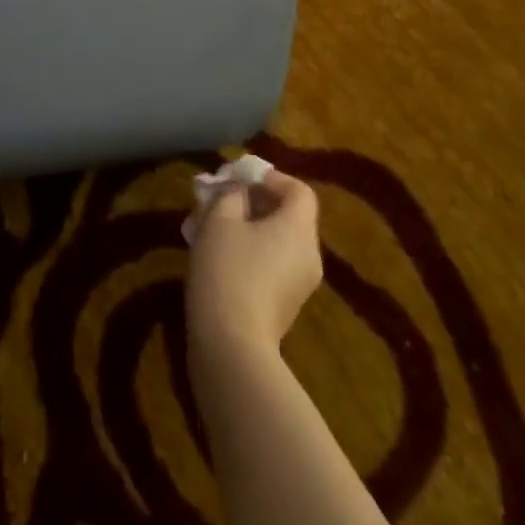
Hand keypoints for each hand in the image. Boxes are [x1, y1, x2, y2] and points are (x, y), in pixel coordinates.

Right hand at [186, 171, 323, 352]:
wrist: (231, 345)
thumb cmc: (226, 270)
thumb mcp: (220, 220)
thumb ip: (232, 194)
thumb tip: (239, 191)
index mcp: (298, 229)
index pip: (299, 190)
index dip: (272, 178)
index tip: (240, 180)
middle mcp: (310, 255)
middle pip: (290, 216)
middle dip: (255, 202)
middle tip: (221, 201)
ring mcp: (301, 284)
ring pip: (279, 241)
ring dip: (250, 228)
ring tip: (214, 229)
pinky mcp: (286, 306)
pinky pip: (275, 265)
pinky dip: (253, 253)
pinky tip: (221, 259)